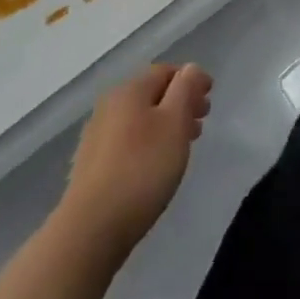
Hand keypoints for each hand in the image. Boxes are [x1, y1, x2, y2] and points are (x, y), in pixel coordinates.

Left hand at [58, 63, 211, 258]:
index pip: (166, 72)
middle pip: (151, 95)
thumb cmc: (142, 169)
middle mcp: (109, 106)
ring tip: (181, 147)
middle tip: (200, 124)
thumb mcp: (175, 123)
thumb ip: (185, 90)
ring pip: (139, 120)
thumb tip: (190, 68)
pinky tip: (154, 166)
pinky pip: (126, 142)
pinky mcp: (90, 167)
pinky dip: (146, 144)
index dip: (191, 80)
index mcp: (130, 90)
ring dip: (164, 125)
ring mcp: (96, 137)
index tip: (209, 99)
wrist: (90, 230)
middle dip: (179, 104)